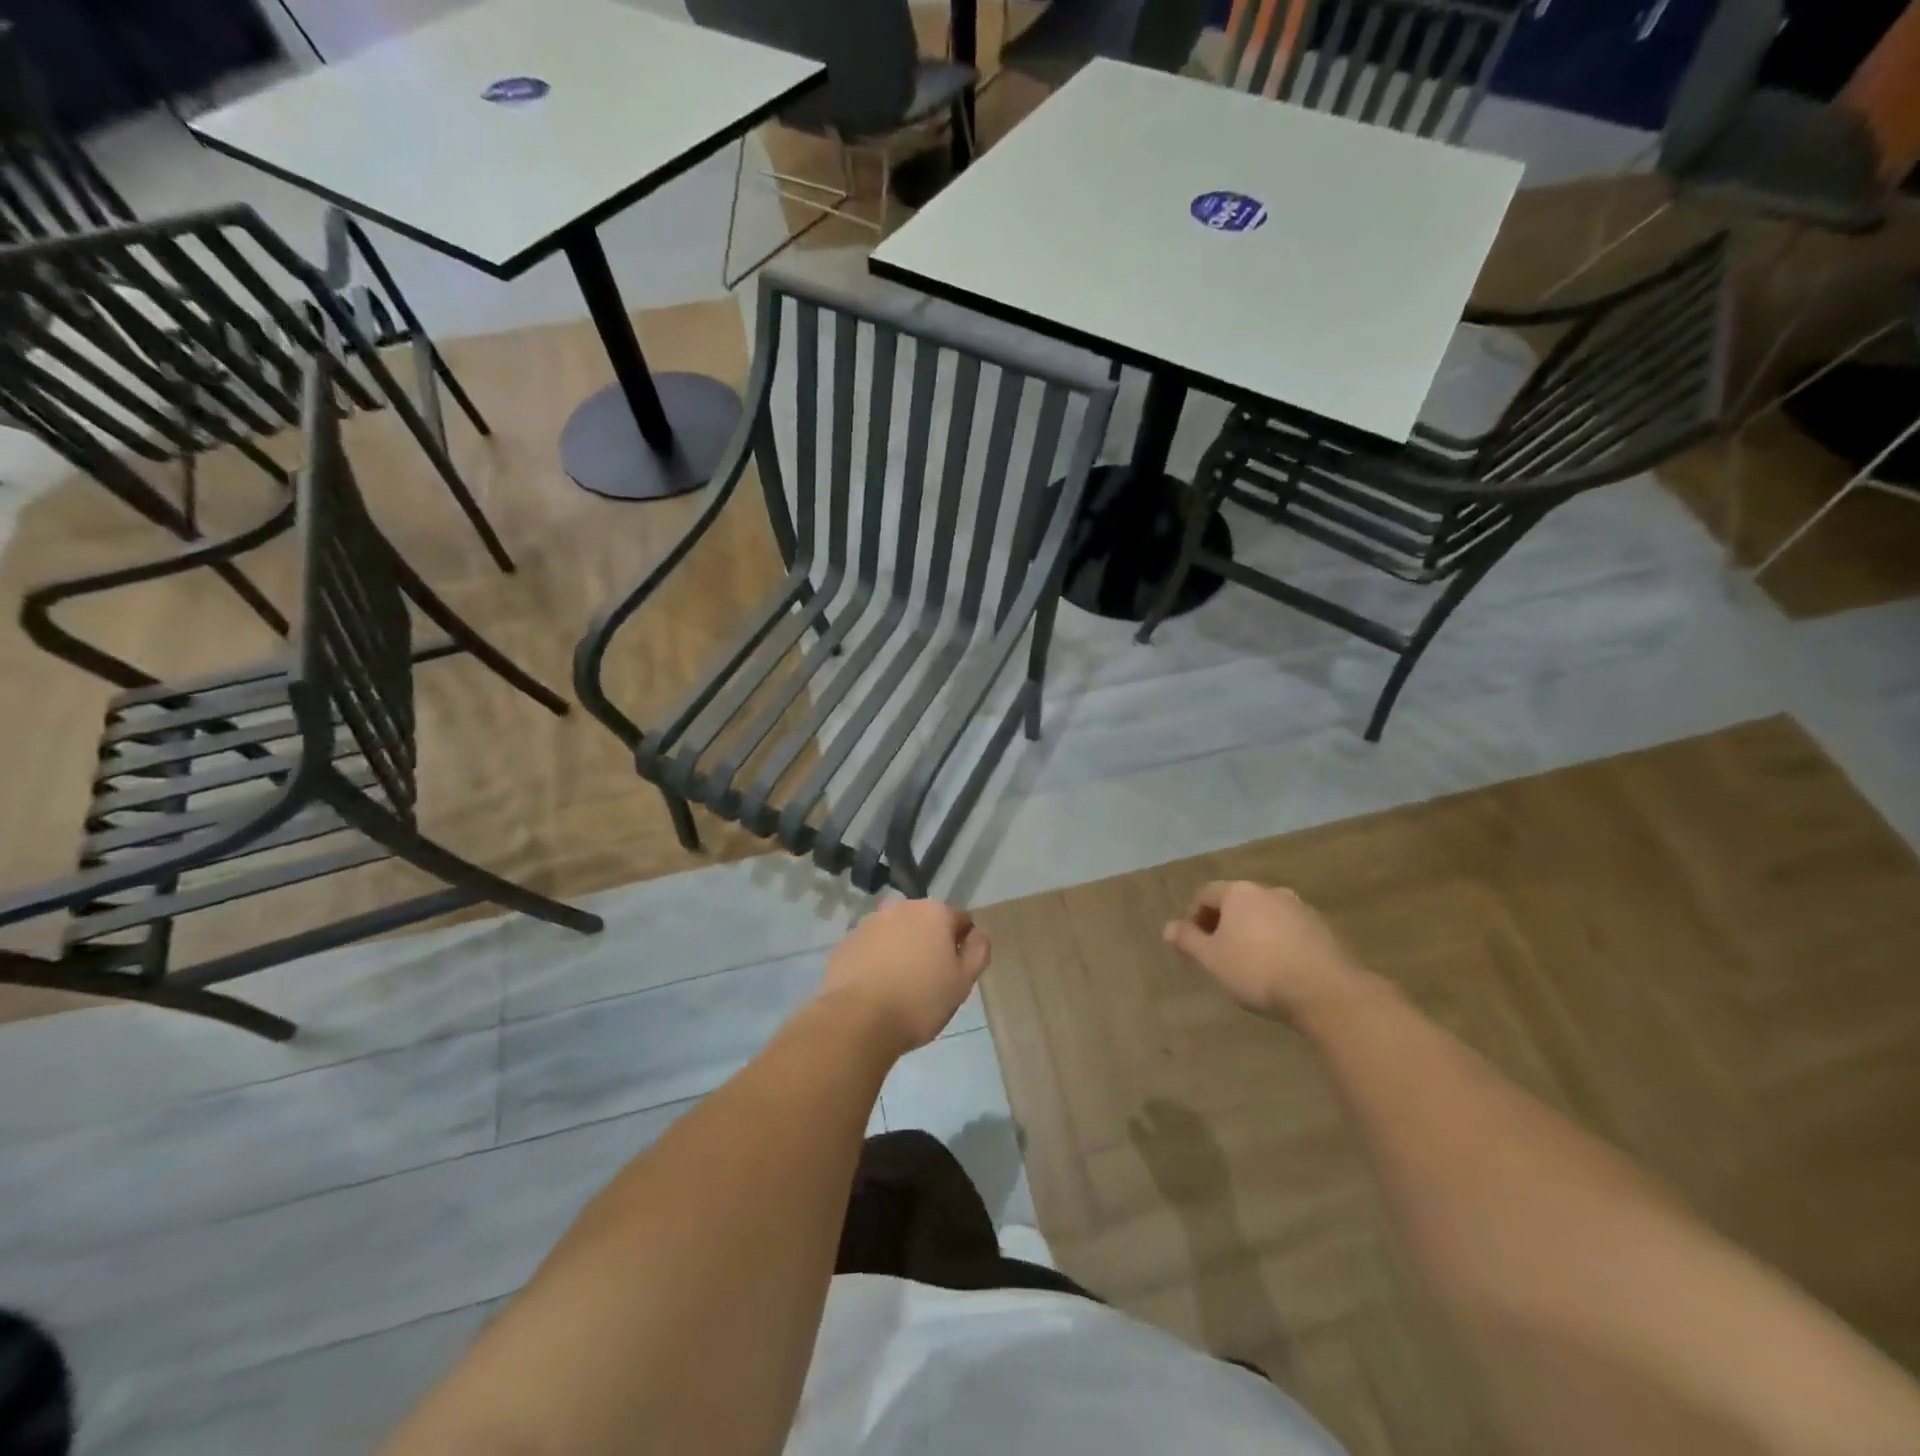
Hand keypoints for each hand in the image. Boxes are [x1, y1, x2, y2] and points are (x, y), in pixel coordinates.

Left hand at [818, 899, 990, 1054]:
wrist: (857, 1020)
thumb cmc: (919, 1001)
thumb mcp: (962, 982)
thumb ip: (977, 952)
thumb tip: (978, 934)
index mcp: (934, 912)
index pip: (960, 921)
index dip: (962, 946)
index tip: (956, 973)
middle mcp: (901, 908)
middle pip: (925, 924)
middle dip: (930, 945)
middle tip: (930, 982)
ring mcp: (869, 923)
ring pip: (896, 934)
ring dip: (902, 951)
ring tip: (901, 988)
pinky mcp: (846, 943)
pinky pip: (871, 949)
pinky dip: (877, 962)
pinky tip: (876, 990)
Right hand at [1163, 881, 1363, 1021]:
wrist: (1325, 992)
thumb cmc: (1257, 970)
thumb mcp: (1212, 959)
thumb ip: (1188, 941)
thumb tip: (1168, 928)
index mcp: (1239, 893)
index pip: (1205, 894)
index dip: (1193, 917)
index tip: (1193, 944)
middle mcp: (1269, 891)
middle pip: (1236, 902)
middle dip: (1224, 924)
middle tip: (1218, 954)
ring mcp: (1300, 908)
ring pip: (1264, 916)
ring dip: (1252, 933)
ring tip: (1249, 964)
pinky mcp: (1323, 929)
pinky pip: (1289, 930)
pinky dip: (1277, 943)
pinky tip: (1278, 969)